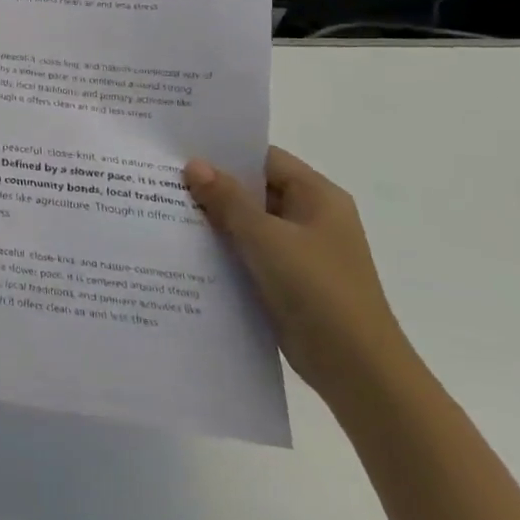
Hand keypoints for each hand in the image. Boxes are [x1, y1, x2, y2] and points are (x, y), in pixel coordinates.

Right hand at [184, 147, 413, 406]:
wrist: (357, 369)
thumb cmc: (318, 290)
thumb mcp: (266, 238)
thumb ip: (228, 199)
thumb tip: (194, 164)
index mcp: (318, 197)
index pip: (265, 159)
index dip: (225, 152)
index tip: (181, 150)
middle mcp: (311, 218)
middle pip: (255, 190)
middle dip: (213, 186)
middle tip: (162, 178)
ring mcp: (300, 251)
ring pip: (248, 223)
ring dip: (214, 219)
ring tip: (164, 209)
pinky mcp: (287, 280)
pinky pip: (249, 252)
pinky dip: (223, 248)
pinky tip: (185, 248)